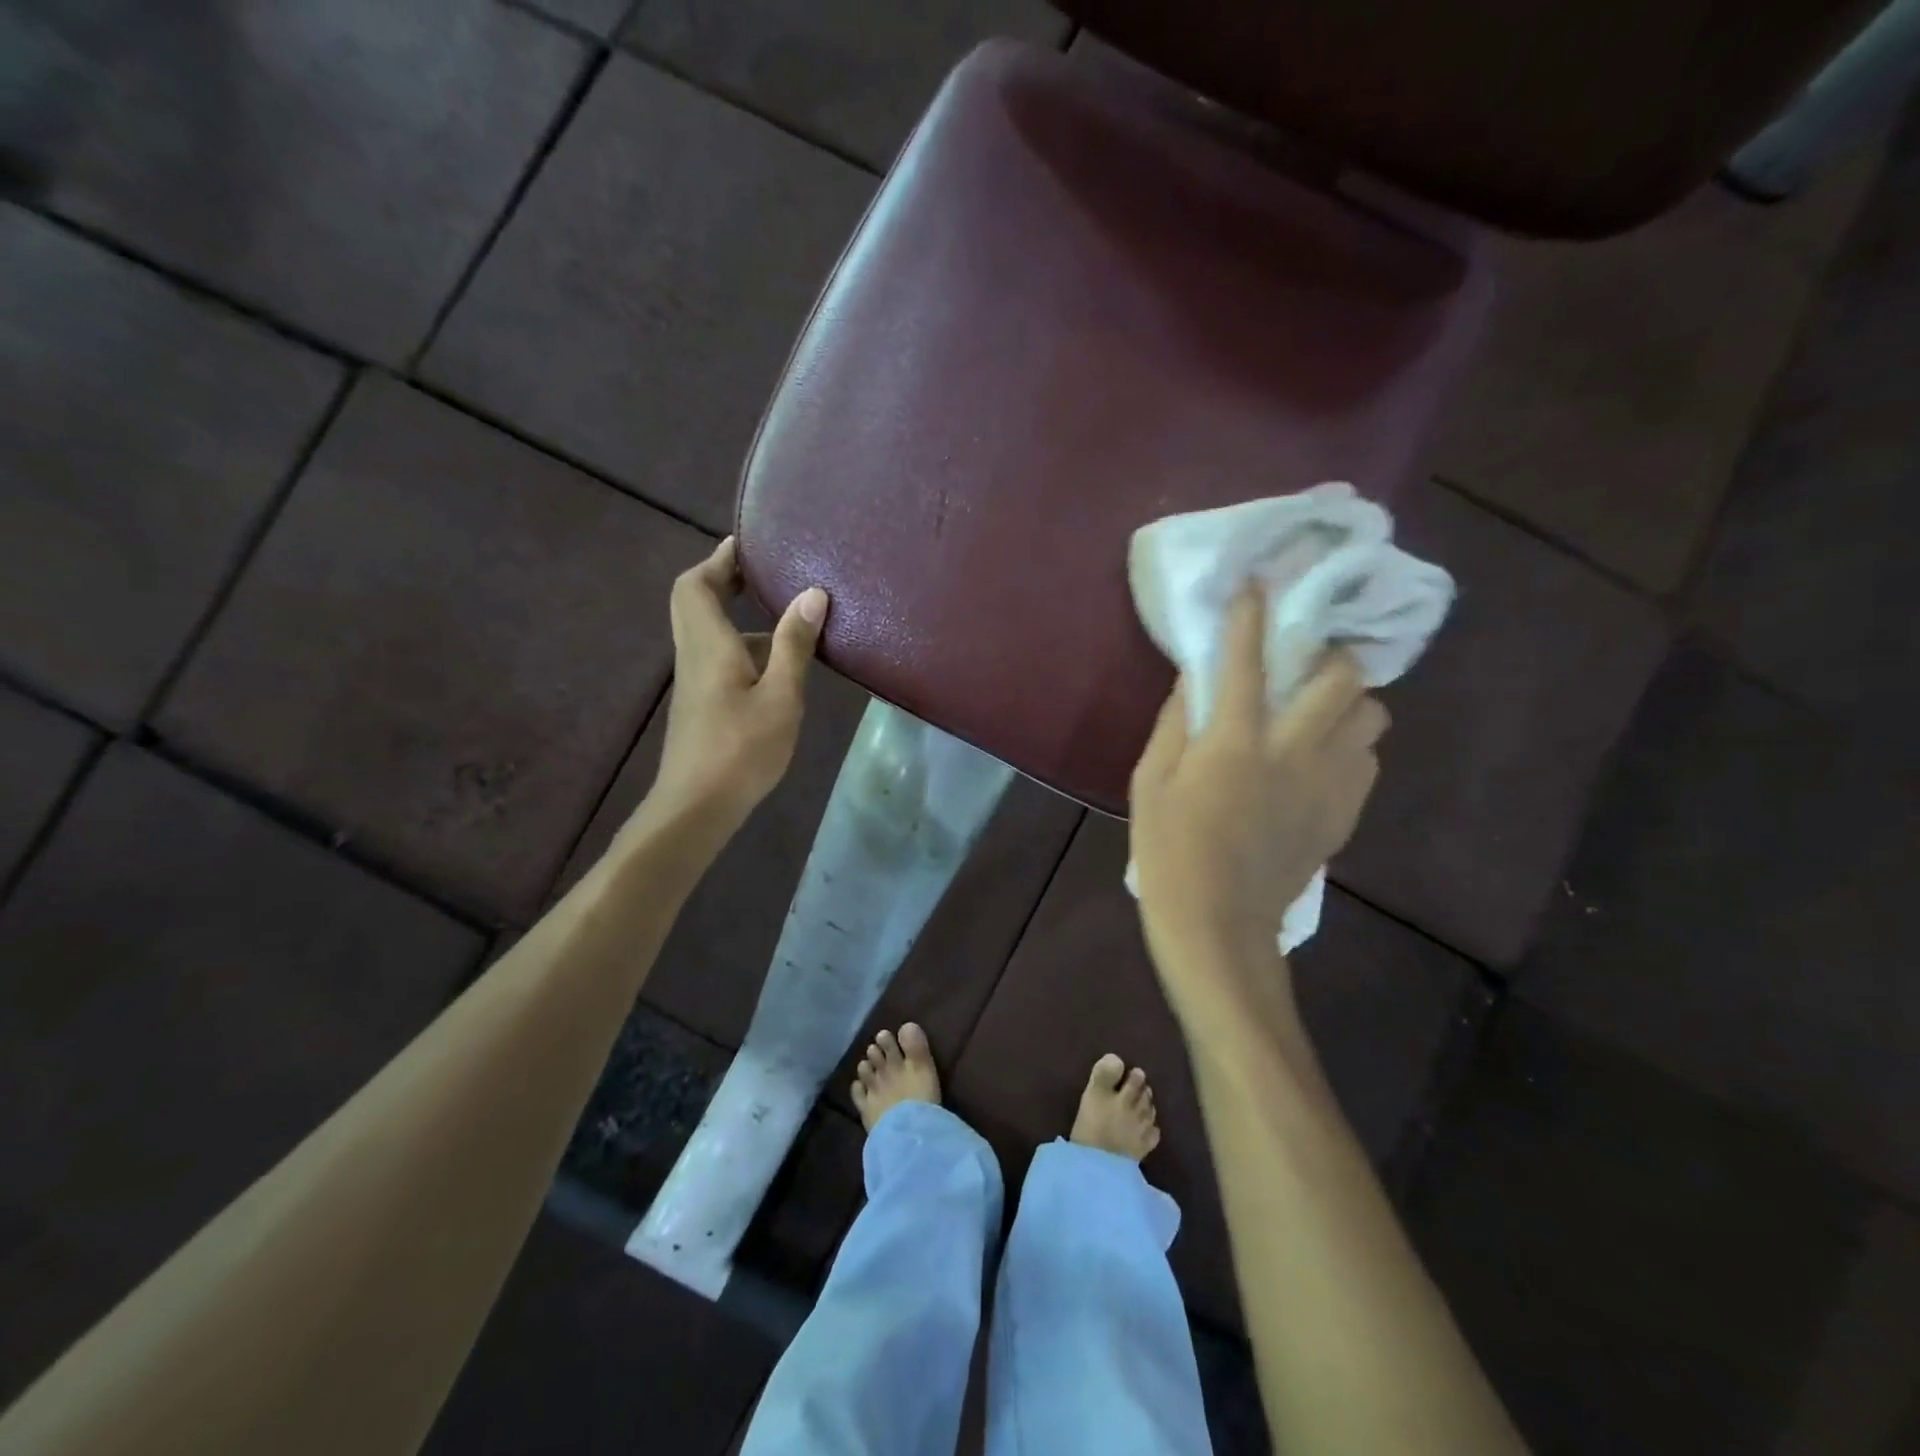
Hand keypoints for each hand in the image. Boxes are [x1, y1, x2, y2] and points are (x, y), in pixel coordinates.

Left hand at [646, 537, 827, 832]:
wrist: (696, 807)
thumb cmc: (741, 749)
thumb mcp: (781, 696)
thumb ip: (794, 645)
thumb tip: (812, 593)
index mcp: (708, 644)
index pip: (697, 585)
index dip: (718, 559)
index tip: (748, 544)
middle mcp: (695, 655)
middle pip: (697, 603)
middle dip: (726, 581)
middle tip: (765, 574)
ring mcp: (697, 683)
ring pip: (711, 634)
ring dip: (741, 618)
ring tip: (790, 619)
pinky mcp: (703, 705)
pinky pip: (720, 659)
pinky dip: (746, 648)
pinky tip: (781, 668)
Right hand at [1130, 590, 1386, 1021]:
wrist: (1218, 924)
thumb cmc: (1169, 851)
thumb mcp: (1150, 784)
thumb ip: (1174, 724)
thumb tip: (1195, 679)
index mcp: (1234, 743)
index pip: (1246, 661)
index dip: (1252, 615)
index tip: (1260, 583)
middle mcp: (1292, 752)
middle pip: (1342, 679)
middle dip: (1330, 654)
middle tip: (1306, 658)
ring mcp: (1328, 785)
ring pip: (1370, 716)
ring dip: (1347, 700)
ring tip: (1318, 708)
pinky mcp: (1343, 814)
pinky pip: (1367, 759)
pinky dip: (1350, 744)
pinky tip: (1320, 757)